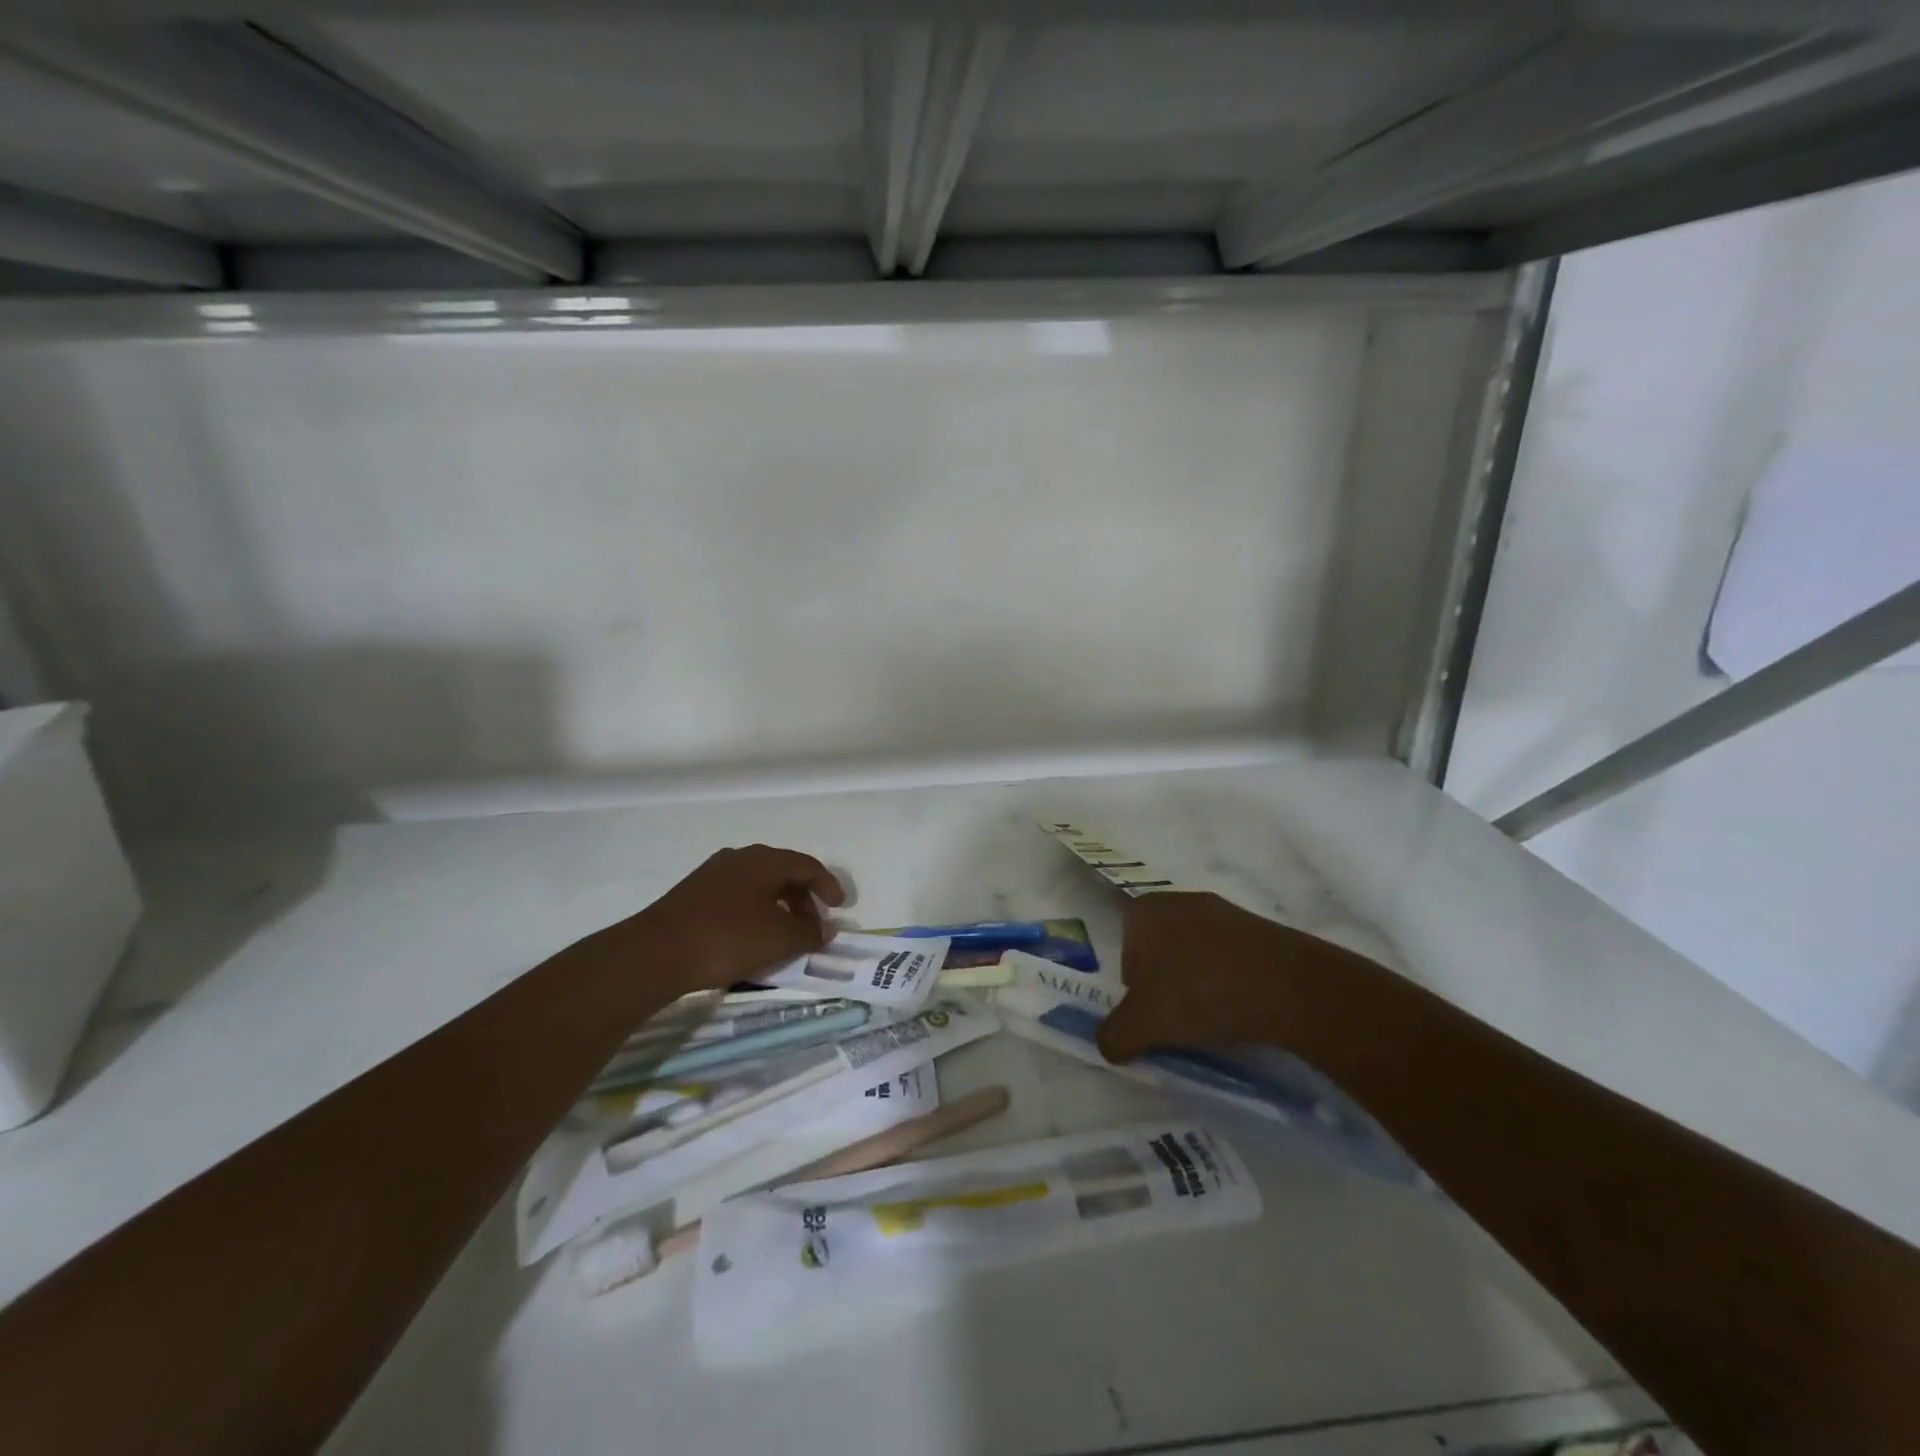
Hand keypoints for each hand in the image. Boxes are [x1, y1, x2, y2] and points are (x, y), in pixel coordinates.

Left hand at [622, 844, 846, 996]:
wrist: (656, 953)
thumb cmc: (727, 938)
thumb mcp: (779, 939)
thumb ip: (808, 932)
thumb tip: (824, 930)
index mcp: (764, 860)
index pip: (807, 865)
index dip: (828, 885)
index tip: (840, 908)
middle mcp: (740, 858)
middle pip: (783, 873)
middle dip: (803, 900)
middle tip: (813, 926)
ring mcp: (712, 874)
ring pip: (758, 886)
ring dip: (778, 908)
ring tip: (784, 936)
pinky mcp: (693, 895)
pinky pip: (737, 898)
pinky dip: (754, 913)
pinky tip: (751, 939)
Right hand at [1097, 891, 1323, 1062]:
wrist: (1290, 987)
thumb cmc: (1200, 993)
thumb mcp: (1144, 1025)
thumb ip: (1114, 1035)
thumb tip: (1107, 1045)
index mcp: (1144, 910)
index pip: (1124, 951)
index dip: (1134, 988)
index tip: (1154, 1014)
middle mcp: (1178, 900)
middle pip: (1158, 951)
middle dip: (1165, 984)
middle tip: (1180, 1019)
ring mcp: (1222, 910)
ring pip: (1194, 954)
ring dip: (1198, 983)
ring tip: (1214, 1017)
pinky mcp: (1257, 926)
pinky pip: (1229, 957)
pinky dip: (1229, 980)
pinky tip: (1242, 1006)